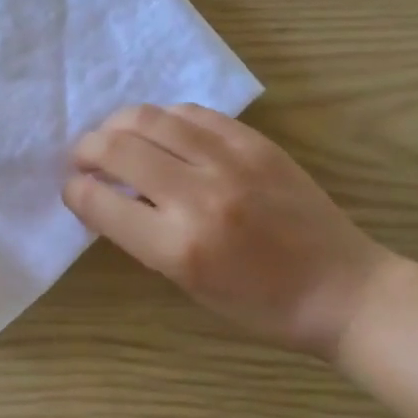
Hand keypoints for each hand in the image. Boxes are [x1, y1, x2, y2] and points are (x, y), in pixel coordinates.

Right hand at [62, 104, 395, 360]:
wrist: (343, 289)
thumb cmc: (261, 305)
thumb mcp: (188, 284)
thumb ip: (142, 236)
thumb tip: (107, 194)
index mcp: (178, 247)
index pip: (99, 201)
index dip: (74, 191)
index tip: (74, 189)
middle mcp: (198, 196)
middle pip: (116, 148)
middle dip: (85, 150)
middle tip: (83, 158)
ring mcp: (229, 161)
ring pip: (148, 117)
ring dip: (117, 125)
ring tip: (113, 137)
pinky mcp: (254, 142)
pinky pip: (191, 113)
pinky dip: (163, 119)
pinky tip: (160, 131)